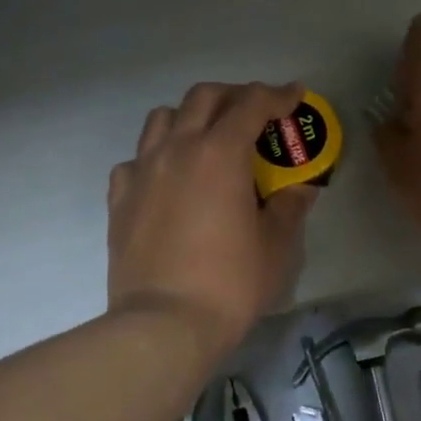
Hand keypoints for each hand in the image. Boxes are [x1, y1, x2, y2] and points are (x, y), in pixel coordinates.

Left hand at [107, 81, 318, 359]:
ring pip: (162, 118)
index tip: (295, 94)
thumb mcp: (275, 246)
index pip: (251, 104)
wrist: (164, 325)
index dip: (277, 94)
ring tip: (207, 138)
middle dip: (234, 95)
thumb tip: (301, 189)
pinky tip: (168, 178)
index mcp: (220, 153)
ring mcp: (142, 171)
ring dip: (190, 117)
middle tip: (254, 112)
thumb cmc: (229, 283)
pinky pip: (136, 159)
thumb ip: (290, 207)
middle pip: (204, 97)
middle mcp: (177, 149)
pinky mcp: (120, 198)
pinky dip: (156, 156)